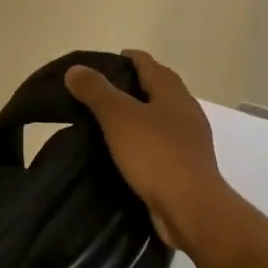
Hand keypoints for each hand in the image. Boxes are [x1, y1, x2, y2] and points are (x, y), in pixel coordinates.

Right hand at [65, 49, 230, 251]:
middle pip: (159, 89)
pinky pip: (161, 144)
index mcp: (173, 93)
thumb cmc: (156, 155)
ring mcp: (190, 141)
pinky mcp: (187, 167)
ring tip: (109, 121)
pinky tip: (126, 151)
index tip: (107, 60)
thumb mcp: (119, 117)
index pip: (150, 65)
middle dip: (134, 85)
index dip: (129, 58)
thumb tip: (76, 69)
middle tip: (102, 90)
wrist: (191, 208)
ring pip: (161, 118)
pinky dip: (144, 141)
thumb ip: (96, 91)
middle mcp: (186, 112)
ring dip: (139, 115)